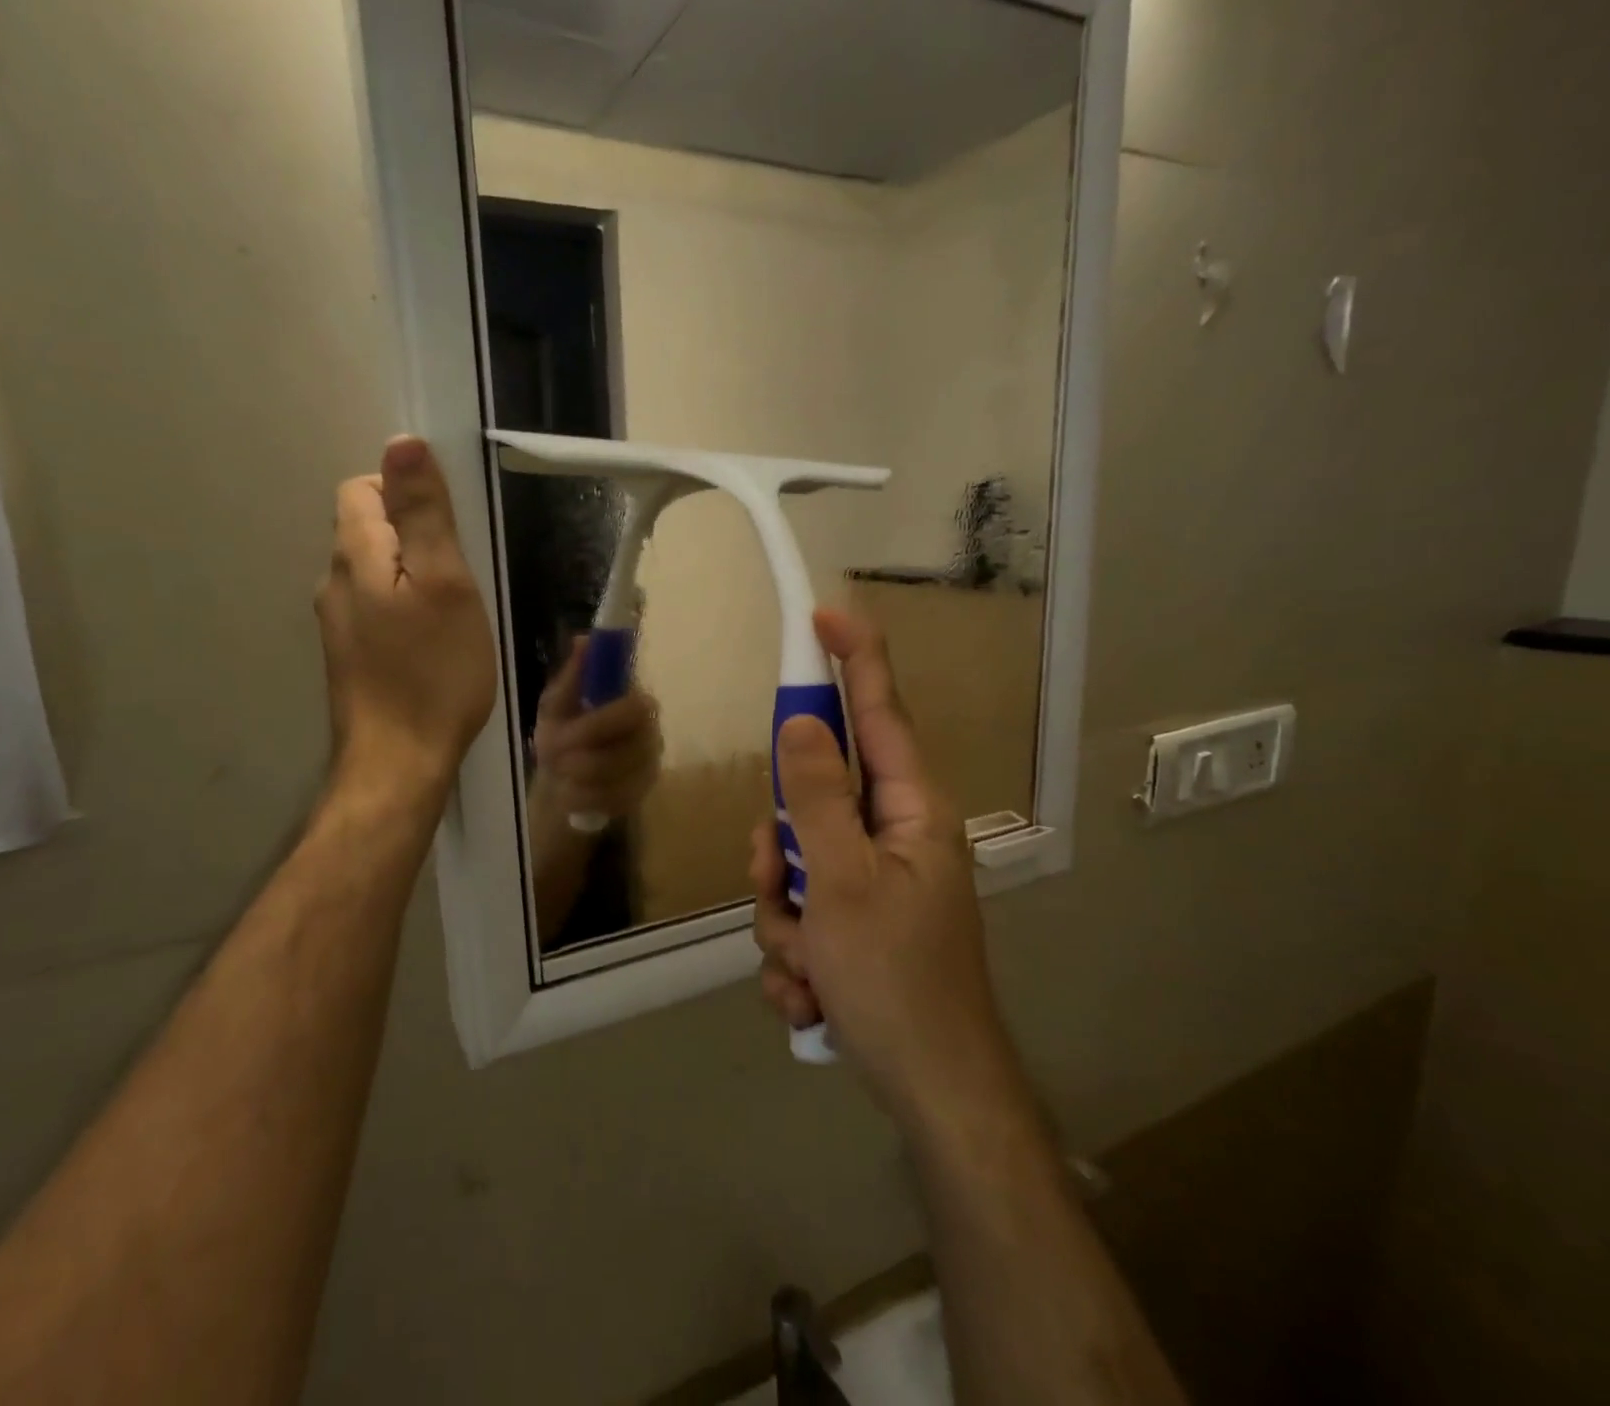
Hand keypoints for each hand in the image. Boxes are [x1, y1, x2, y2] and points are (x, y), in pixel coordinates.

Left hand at [318, 435, 496, 788]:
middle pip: (366, 529)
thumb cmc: (434, 672)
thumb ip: (423, 514)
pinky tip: (430, 646)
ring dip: (410, 578)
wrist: (399, 762)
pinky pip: (375, 610)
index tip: (448, 535)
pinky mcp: (349, 657)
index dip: (405, 495)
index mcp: (354, 556)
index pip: (363, 488)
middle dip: (412, 538)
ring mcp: (336, 624)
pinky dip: (403, 612)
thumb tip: (402, 442)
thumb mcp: (445, 584)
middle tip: (458, 580)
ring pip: (373, 573)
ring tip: (450, 615)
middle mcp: (332, 582)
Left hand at [530, 639, 663, 825]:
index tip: (563, 731)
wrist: (562, 778)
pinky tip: (570, 791)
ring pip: (611, 778)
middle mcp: (651, 734)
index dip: (598, 724)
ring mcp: (648, 768)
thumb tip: (584, 639)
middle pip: (622, 750)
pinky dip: (580, 798)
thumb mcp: (558, 702)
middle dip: (579, 755)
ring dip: (574, 776)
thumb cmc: (564, 730)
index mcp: (635, 702)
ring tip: (558, 771)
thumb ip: (573, 675)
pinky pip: (608, 802)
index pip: (635, 710)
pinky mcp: (640, 797)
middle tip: (551, 753)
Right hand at [751, 610, 1013, 1128]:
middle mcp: (892, 837)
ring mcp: (871, 884)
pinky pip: (799, 914)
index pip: (879, 714)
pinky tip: (813, 994)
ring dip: (782, 915)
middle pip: (811, 801)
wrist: (932, 1094)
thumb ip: (817, 798)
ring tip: (808, 965)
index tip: (823, 617)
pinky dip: (795, 953)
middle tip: (778, 885)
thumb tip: (800, 722)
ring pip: (793, 865)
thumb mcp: (843, 883)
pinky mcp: (854, 925)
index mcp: (909, 812)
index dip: (854, 660)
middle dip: (780, 849)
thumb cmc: (897, 980)